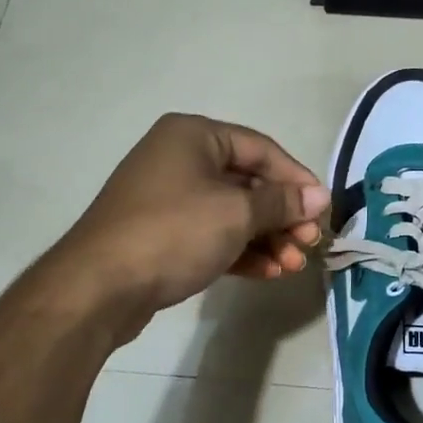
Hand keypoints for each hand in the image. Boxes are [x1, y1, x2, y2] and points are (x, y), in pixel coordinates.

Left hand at [45, 114, 326, 343]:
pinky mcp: (162, 233)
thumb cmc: (174, 232)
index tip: (322, 210)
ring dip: (266, 238)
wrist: (99, 287)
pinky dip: (241, 250)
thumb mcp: (236, 213)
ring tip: (293, 265)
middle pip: (248, 182)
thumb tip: (319, 196)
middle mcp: (180, 158)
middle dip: (282, 216)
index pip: (261, 148)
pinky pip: (212, 234)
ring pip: (231, 212)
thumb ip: (281, 203)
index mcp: (193, 135)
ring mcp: (168, 197)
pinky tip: (268, 272)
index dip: (296, 179)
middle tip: (309, 244)